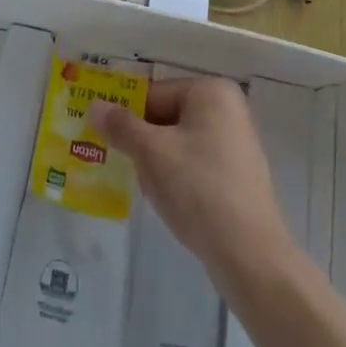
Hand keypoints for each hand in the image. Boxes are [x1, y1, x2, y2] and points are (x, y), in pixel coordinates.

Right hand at [91, 77, 294, 283]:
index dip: (126, 116)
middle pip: (167, 117)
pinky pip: (195, 164)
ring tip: (147, 188)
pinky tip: (169, 202)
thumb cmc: (199, 189)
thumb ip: (121, 127)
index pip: (154, 94)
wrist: (250, 255)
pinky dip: (177, 177)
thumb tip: (95, 106)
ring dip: (157, 163)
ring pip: (179, 143)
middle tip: (122, 165)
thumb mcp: (151, 154)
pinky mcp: (237, 175)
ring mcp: (236, 143)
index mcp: (211, 91)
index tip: (104, 138)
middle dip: (142, 142)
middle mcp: (228, 109)